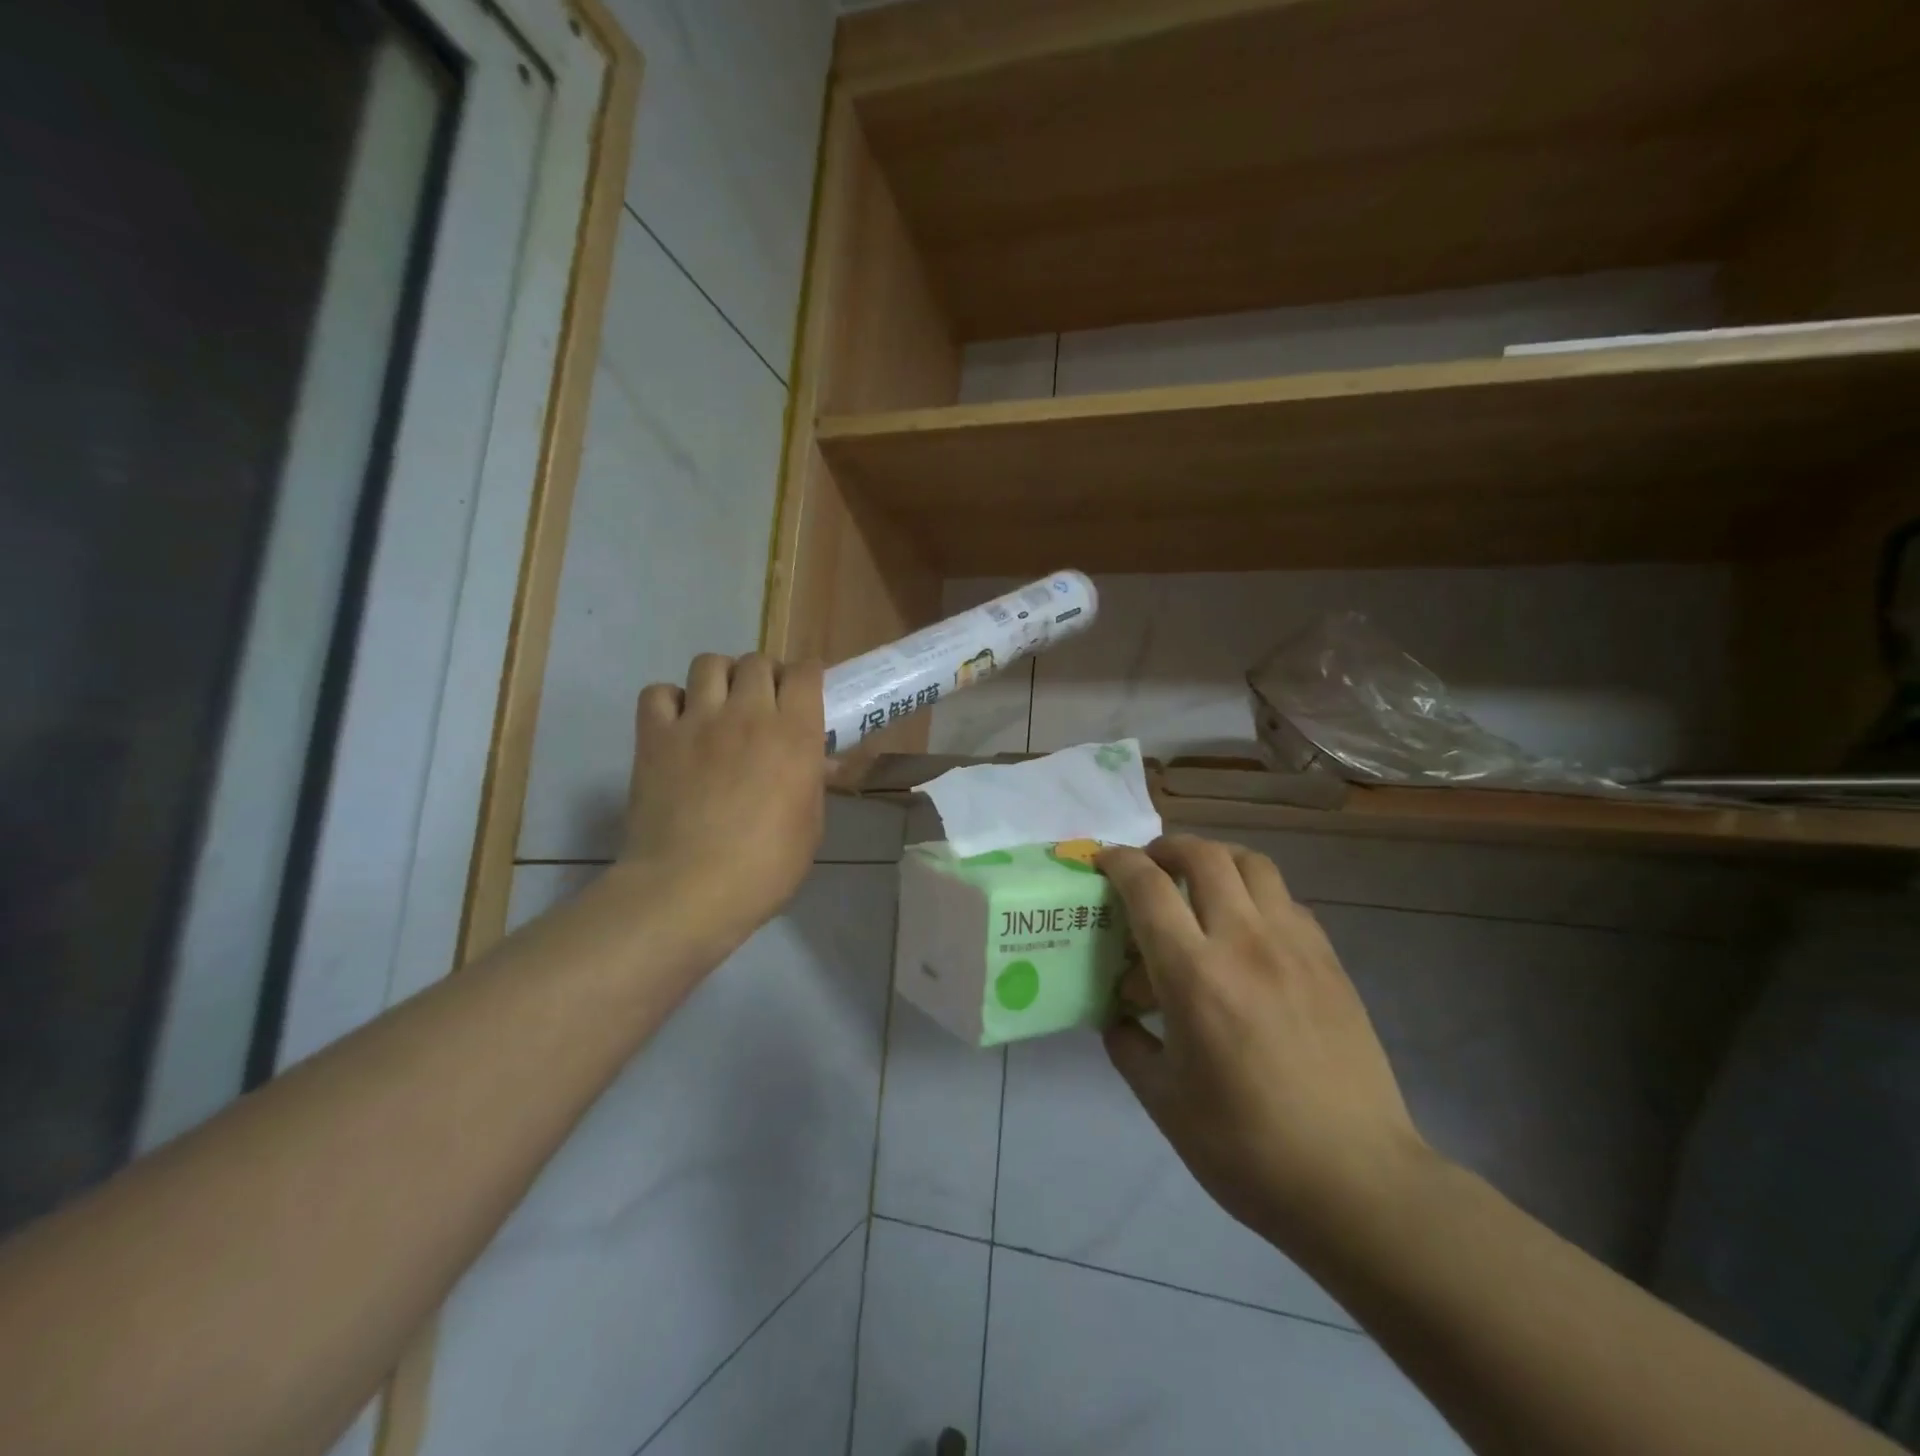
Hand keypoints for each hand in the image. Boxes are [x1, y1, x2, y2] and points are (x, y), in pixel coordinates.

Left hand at [620, 653, 825, 954]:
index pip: (805, 673)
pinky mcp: (655, 737)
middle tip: (763, 704)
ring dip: (720, 678)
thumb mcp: (810, 827)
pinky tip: (678, 724)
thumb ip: (813, 784)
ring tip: (720, 705)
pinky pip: (659, 692)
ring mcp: (697, 721)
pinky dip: (671, 700)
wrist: (688, 889)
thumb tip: (816, 763)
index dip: (807, 676)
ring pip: (708, 663)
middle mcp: (748, 714)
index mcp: (794, 734)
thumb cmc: (764, 867)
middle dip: (764, 675)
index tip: (806, 692)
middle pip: (757, 661)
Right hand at [1098, 835, 1429, 1252]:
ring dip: (1216, 860)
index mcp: (1194, 975)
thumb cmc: (1246, 1148)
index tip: (1102, 863)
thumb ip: (1129, 1047)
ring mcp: (1295, 946)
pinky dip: (1256, 894)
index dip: (1119, 862)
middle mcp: (1245, 942)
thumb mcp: (1164, 1102)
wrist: (1357, 1182)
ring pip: (1253, 864)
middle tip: (1150, 868)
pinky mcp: (1330, 962)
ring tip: (1199, 886)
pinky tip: (1248, 933)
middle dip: (1166, 848)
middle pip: (1204, 856)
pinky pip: (1287, 900)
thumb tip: (1118, 1018)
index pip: (1147, 887)